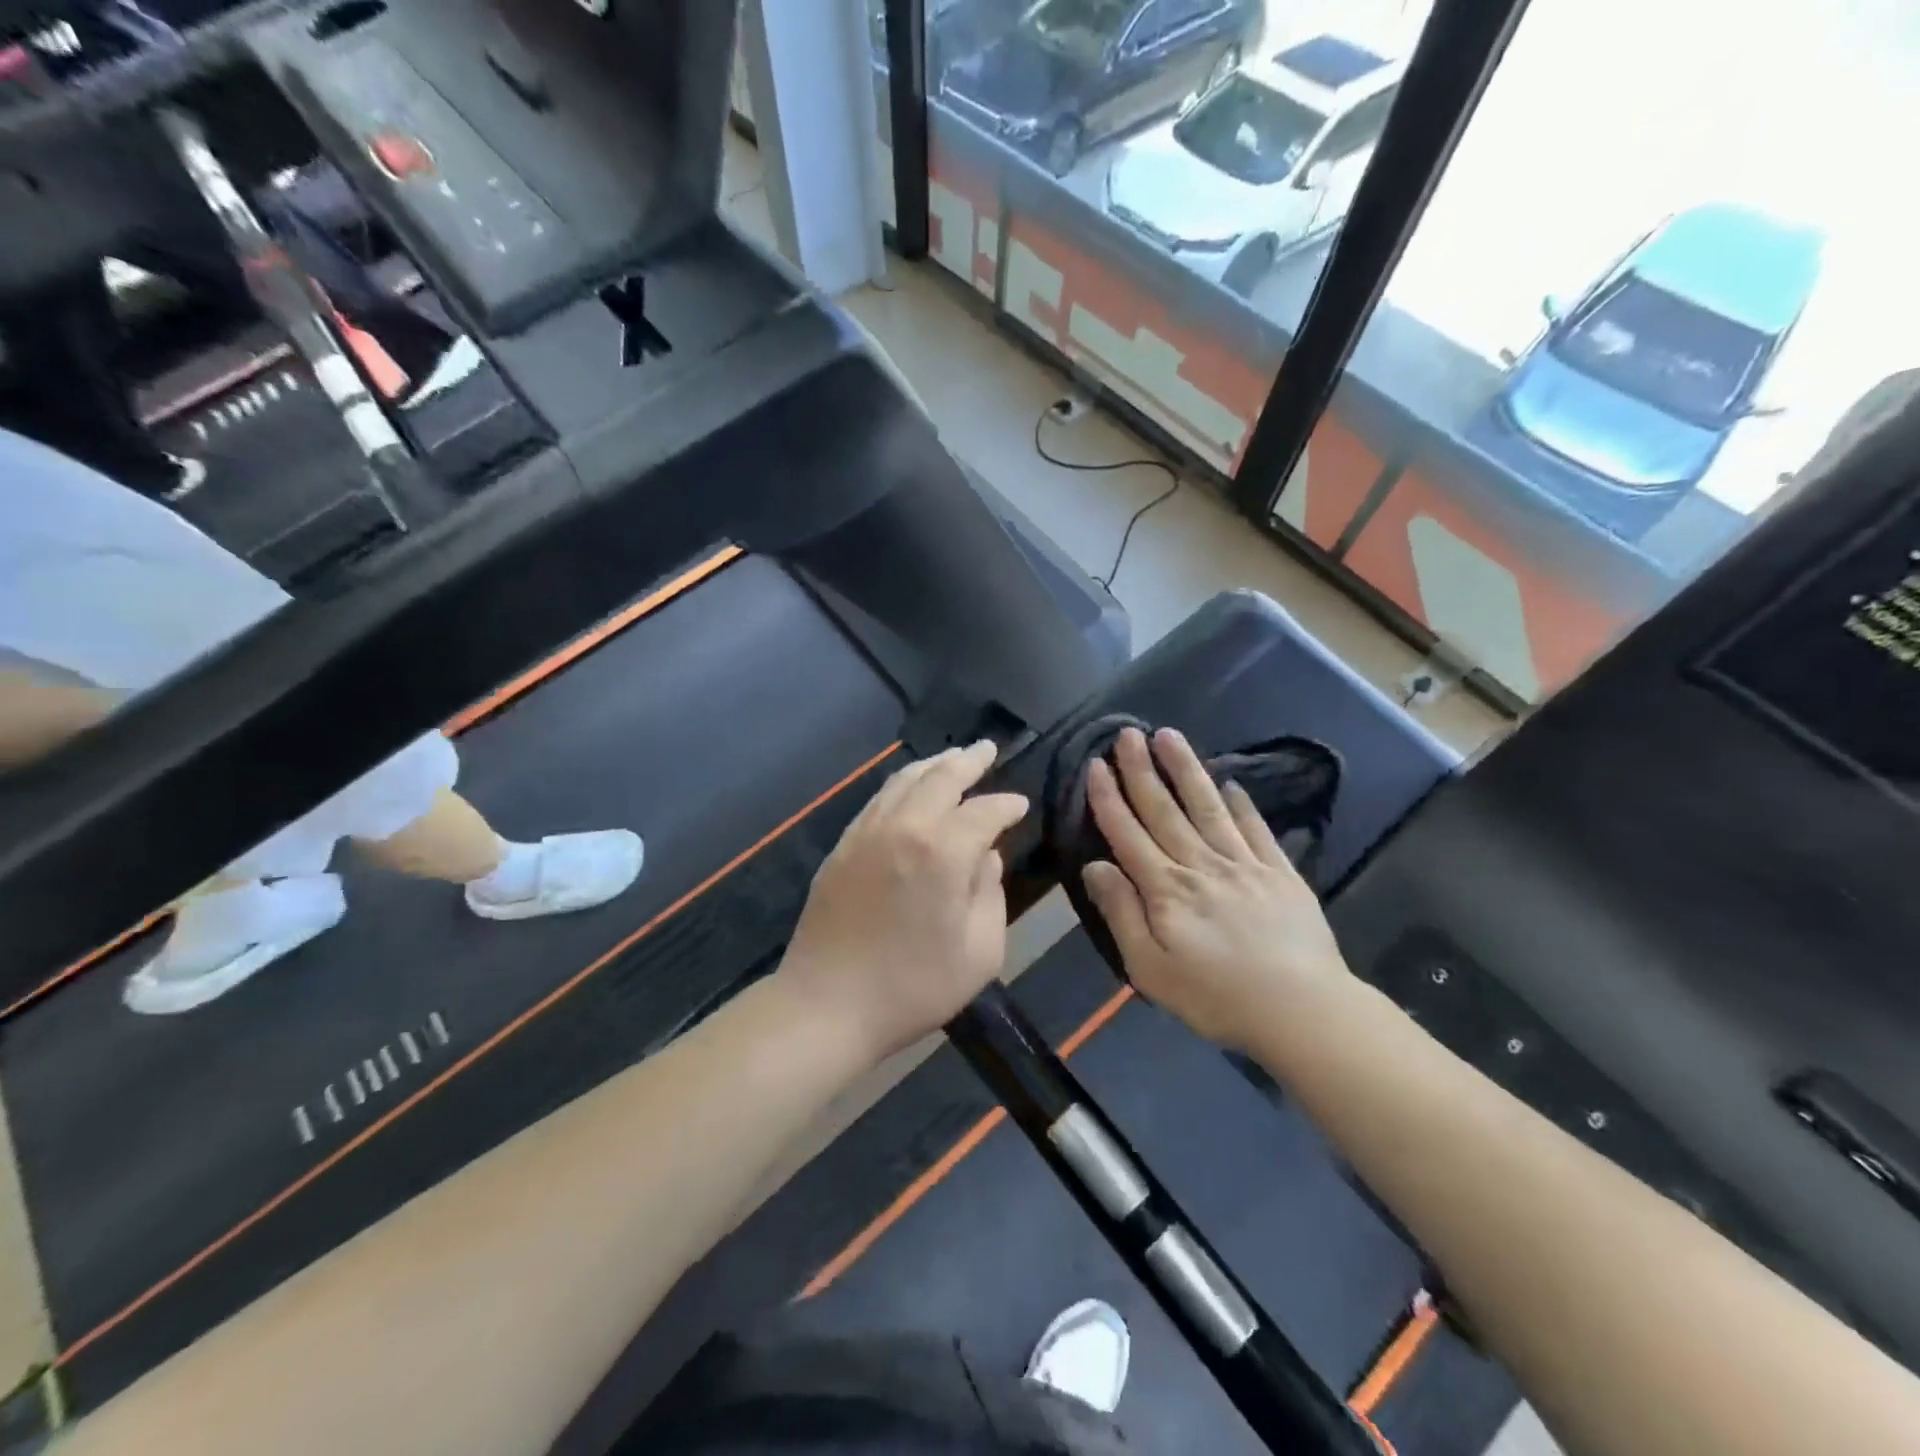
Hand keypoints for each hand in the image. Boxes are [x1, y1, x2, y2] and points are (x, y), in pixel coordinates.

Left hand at [779, 741, 1028, 1064]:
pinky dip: (902, 783)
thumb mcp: (980, 952)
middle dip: (969, 761)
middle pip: (941, 777)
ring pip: (904, 780)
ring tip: (953, 757)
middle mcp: (904, 827)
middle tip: (987, 749)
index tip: (1020, 805)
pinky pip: (878, 799)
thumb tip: (986, 857)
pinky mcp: (843, 845)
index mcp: (943, 852)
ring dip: (933, 764)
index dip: (1007, 805)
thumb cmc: (913, 987)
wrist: (828, 1004)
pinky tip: (910, 787)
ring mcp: (867, 832)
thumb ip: (991, 894)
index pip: (984, 811)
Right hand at [1080, 727, 1350, 1050]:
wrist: (1303, 1011)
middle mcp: (1201, 865)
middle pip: (1164, 810)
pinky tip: (1231, 783)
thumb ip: (1121, 914)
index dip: (1109, 798)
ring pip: (1207, 807)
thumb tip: (1095, 866)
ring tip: (1169, 735)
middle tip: (1127, 733)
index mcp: (1166, 890)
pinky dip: (1242, 804)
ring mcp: (1244, 864)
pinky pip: (1256, 829)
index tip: (1095, 764)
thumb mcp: (1150, 969)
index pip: (1128, 834)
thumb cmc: (1217, 997)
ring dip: (1186, 770)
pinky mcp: (1280, 872)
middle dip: (1141, 770)